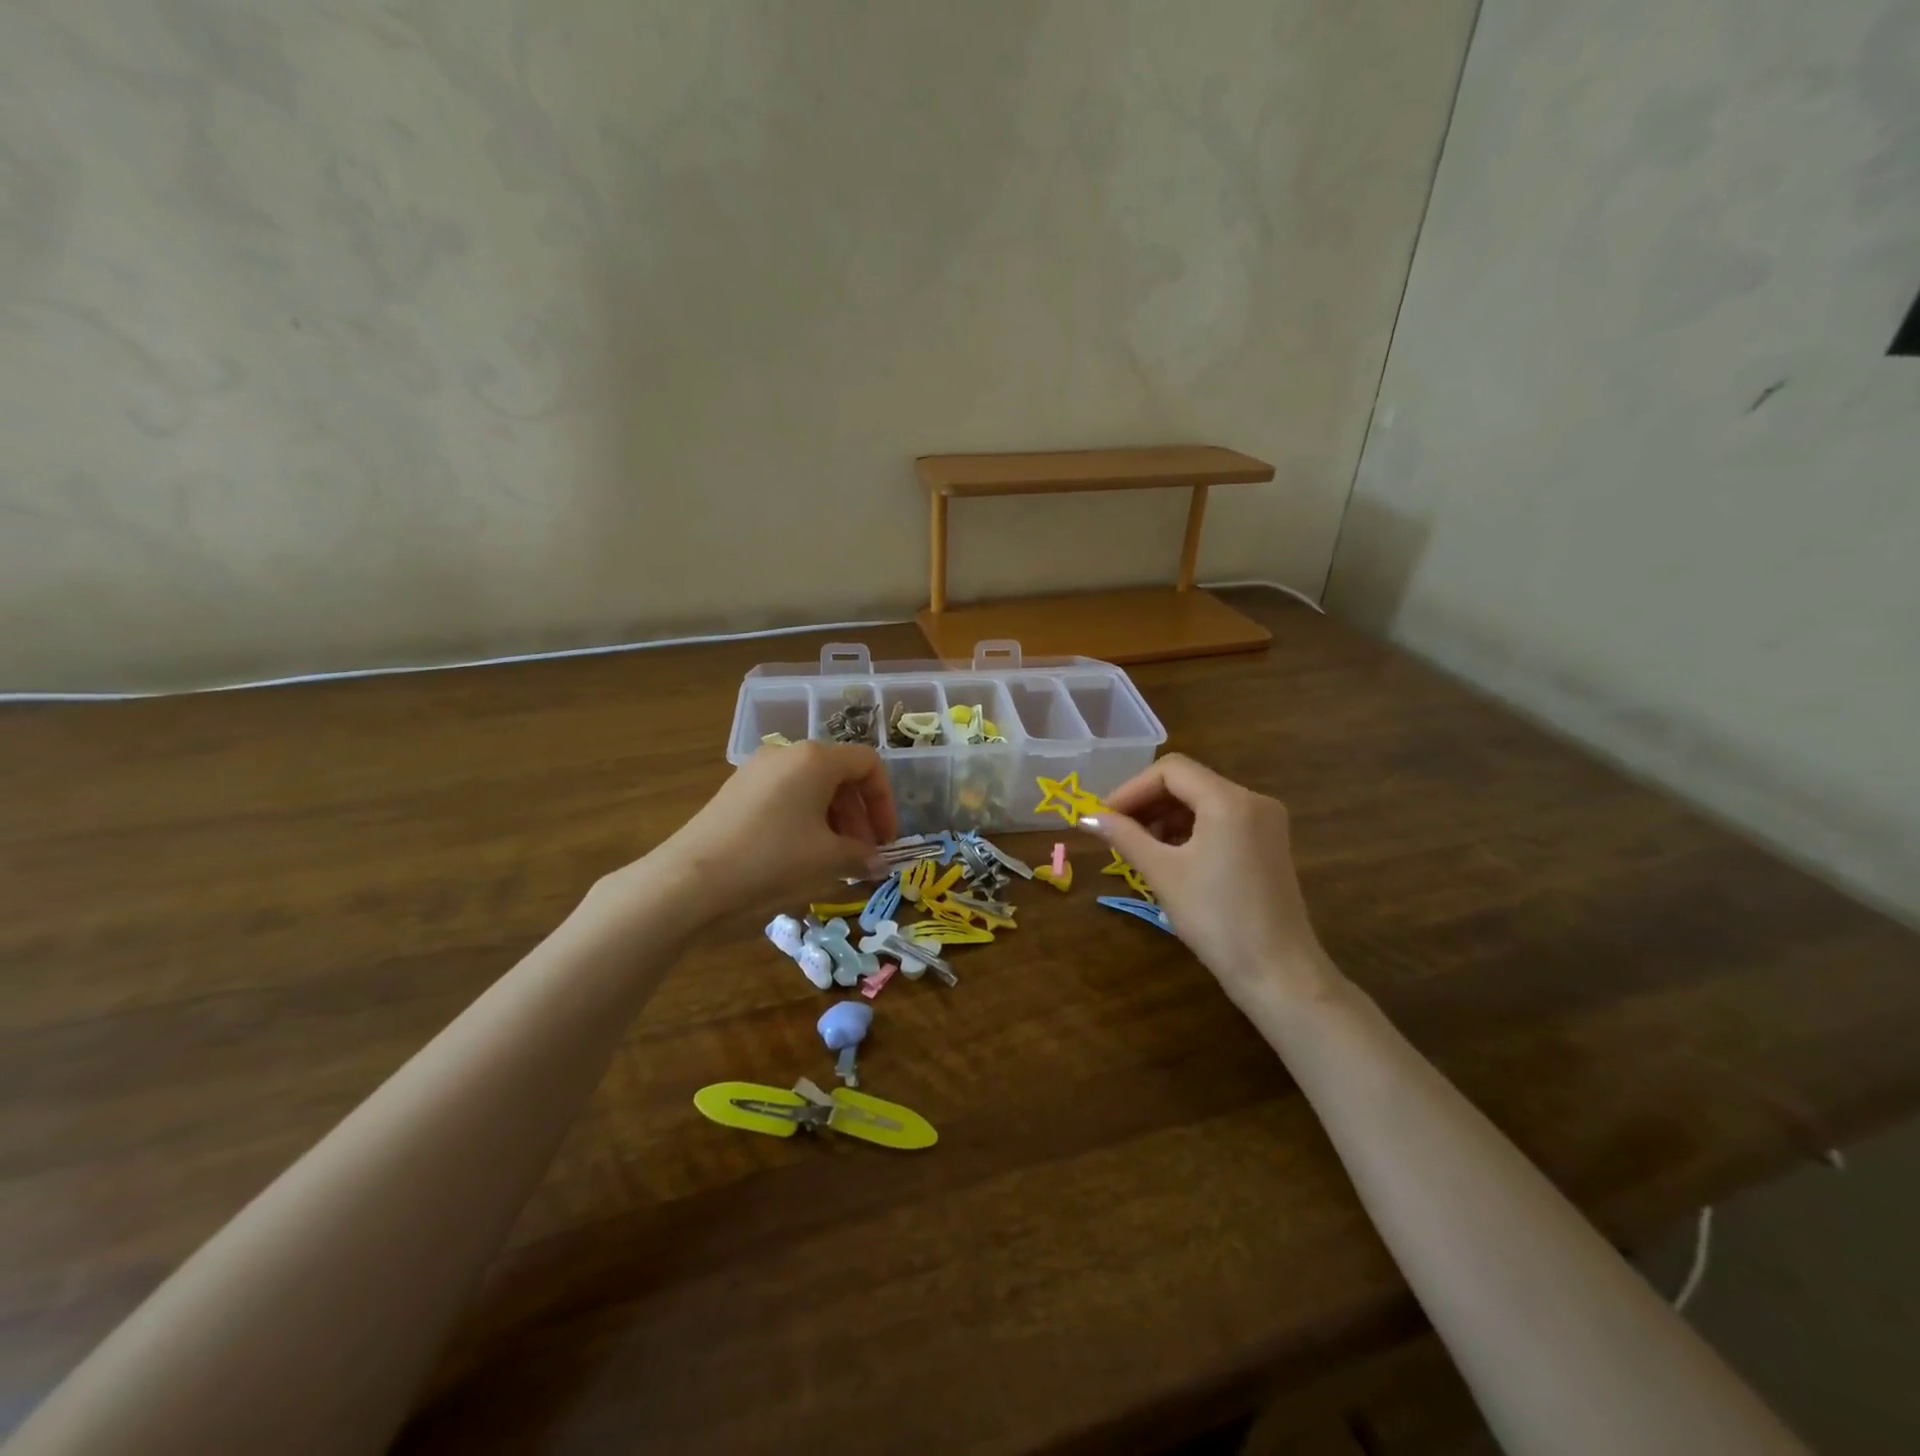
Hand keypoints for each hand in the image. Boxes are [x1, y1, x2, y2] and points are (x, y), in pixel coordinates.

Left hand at [640, 742, 898, 924]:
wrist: (690, 880)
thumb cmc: (772, 860)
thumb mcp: (827, 859)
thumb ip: (862, 855)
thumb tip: (878, 863)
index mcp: (815, 759)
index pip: (868, 764)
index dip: (885, 801)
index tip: (886, 839)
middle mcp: (786, 753)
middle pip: (839, 774)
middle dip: (859, 815)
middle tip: (863, 853)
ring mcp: (756, 771)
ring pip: (810, 787)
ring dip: (833, 820)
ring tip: (835, 859)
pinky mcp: (735, 792)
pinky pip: (784, 798)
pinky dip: (804, 821)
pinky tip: (800, 856)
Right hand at [1086, 754, 1338, 1012]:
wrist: (1277, 972)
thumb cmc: (1215, 918)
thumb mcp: (1163, 873)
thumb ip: (1125, 836)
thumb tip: (1088, 818)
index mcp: (1230, 800)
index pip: (1170, 771)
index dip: (1131, 789)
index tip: (1104, 817)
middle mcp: (1253, 800)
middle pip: (1188, 782)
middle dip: (1147, 802)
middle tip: (1115, 831)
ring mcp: (1265, 822)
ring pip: (1203, 801)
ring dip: (1166, 816)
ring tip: (1138, 846)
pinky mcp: (1268, 844)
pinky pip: (1221, 820)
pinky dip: (1190, 829)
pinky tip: (1169, 855)